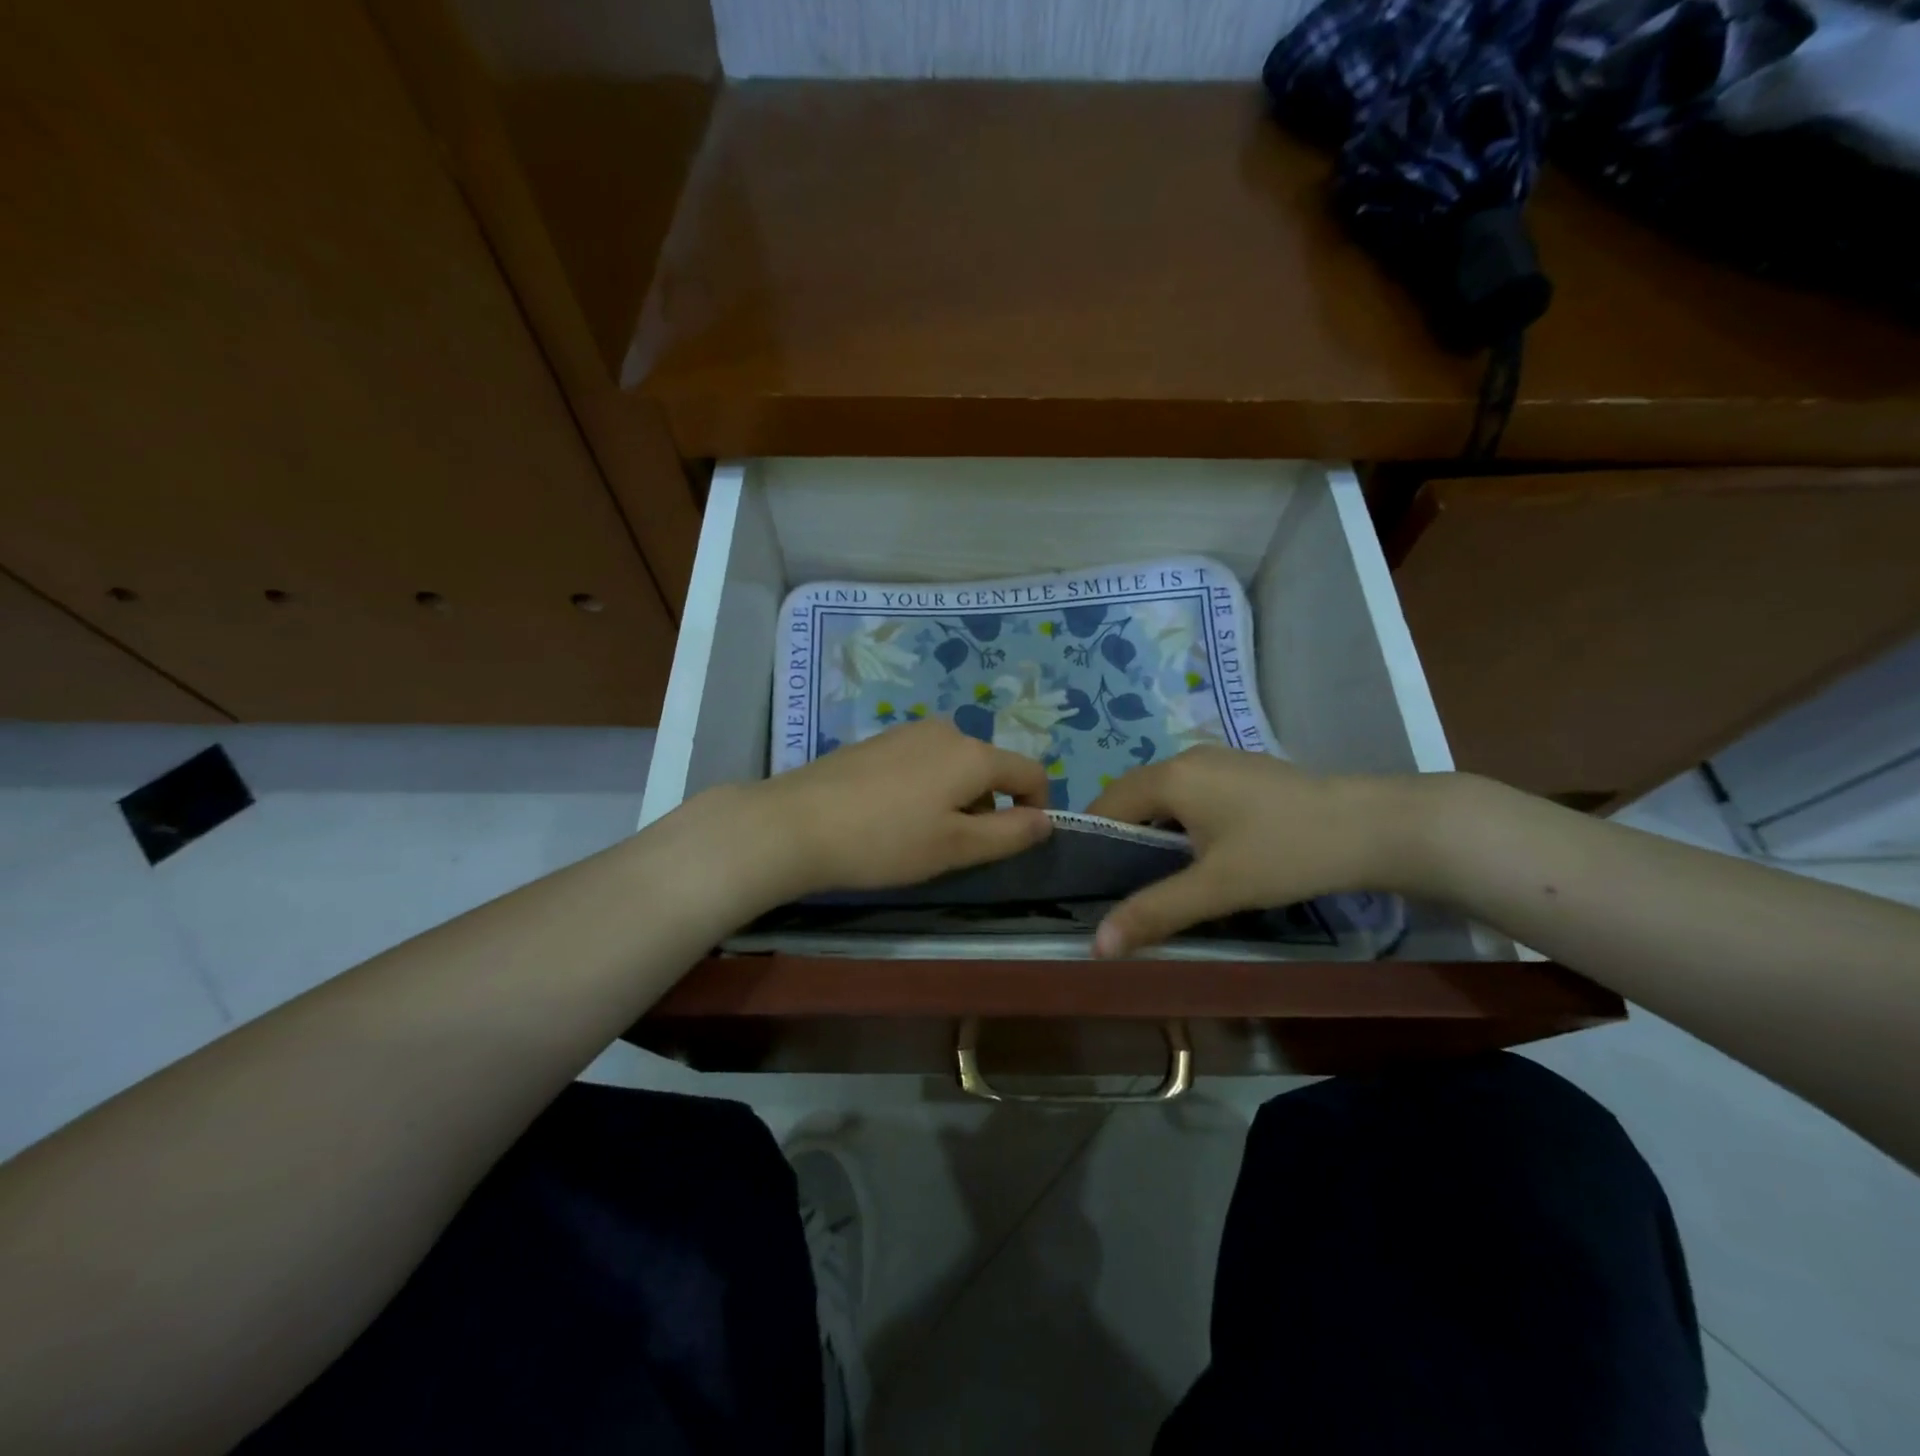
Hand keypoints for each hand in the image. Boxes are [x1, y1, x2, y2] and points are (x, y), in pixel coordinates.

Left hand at [745, 718, 1052, 898]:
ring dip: (957, 799)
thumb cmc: (886, 841)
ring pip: (954, 766)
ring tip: (921, 836)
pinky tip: (892, 817)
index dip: (1037, 806)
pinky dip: (926, 788)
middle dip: (989, 807)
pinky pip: (922, 762)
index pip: (1030, 771)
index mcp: (973, 753)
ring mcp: (907, 732)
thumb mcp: (957, 846)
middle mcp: (946, 731)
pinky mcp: (877, 741)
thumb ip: (1010, 833)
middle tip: (958, 849)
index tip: (1018, 841)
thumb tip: (1047, 820)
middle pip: (990, 768)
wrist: (796, 823)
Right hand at [1084, 747, 1420, 955]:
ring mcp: (1217, 761)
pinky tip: (1199, 853)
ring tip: (1156, 875)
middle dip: (1120, 838)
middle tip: (1118, 886)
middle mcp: (1186, 758)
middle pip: (1132, 796)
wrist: (1373, 827)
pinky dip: (1180, 821)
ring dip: (1151, 830)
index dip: (1090, 842)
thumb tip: (1096, 945)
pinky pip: (1190, 794)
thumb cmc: (1284, 852)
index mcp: (1170, 777)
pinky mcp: (1242, 771)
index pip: (1106, 805)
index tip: (1087, 883)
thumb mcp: (1216, 888)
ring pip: (1163, 796)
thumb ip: (1153, 912)